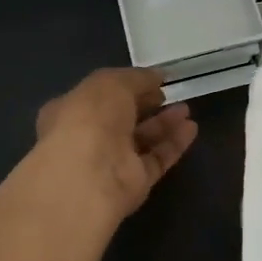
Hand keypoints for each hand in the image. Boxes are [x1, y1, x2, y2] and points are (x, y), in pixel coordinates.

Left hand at [34, 68, 197, 218]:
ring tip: (186, 109)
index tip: (149, 80)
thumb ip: (137, 78)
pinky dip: (173, 144)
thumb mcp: (111, 82)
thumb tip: (157, 77)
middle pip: (122, 119)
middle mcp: (87, 138)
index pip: (98, 97)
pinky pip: (156, 160)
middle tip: (167, 95)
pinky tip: (191, 128)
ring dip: (164, 124)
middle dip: (146, 105)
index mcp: (70, 111)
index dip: (124, 86)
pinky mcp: (133, 183)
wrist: (91, 175)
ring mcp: (110, 162)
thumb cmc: (91, 119)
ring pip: (141, 140)